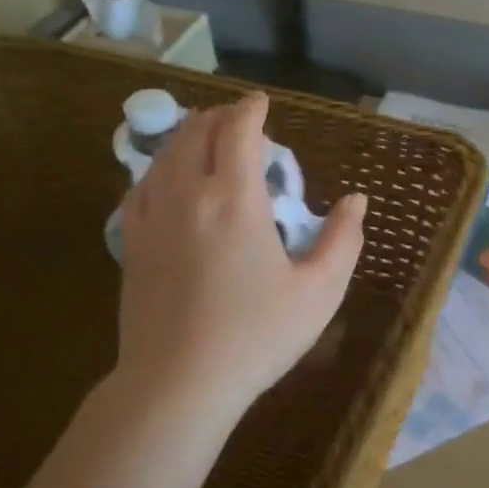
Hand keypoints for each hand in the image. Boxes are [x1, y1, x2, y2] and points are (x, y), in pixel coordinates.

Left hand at [114, 93, 367, 424]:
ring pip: (165, 154)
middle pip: (197, 132)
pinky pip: (142, 184)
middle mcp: (187, 194)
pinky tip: (170, 178)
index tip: (262, 103)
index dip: (251, 110)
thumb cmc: (256, 338)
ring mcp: (152, 216)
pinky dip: (161, 167)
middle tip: (240, 121)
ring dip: (189, 136)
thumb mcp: (318, 293)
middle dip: (220, 117)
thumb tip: (356, 201)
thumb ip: (343, 240)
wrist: (178, 383)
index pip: (238, 131)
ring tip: (207, 138)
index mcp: (234, 200)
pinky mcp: (132, 241)